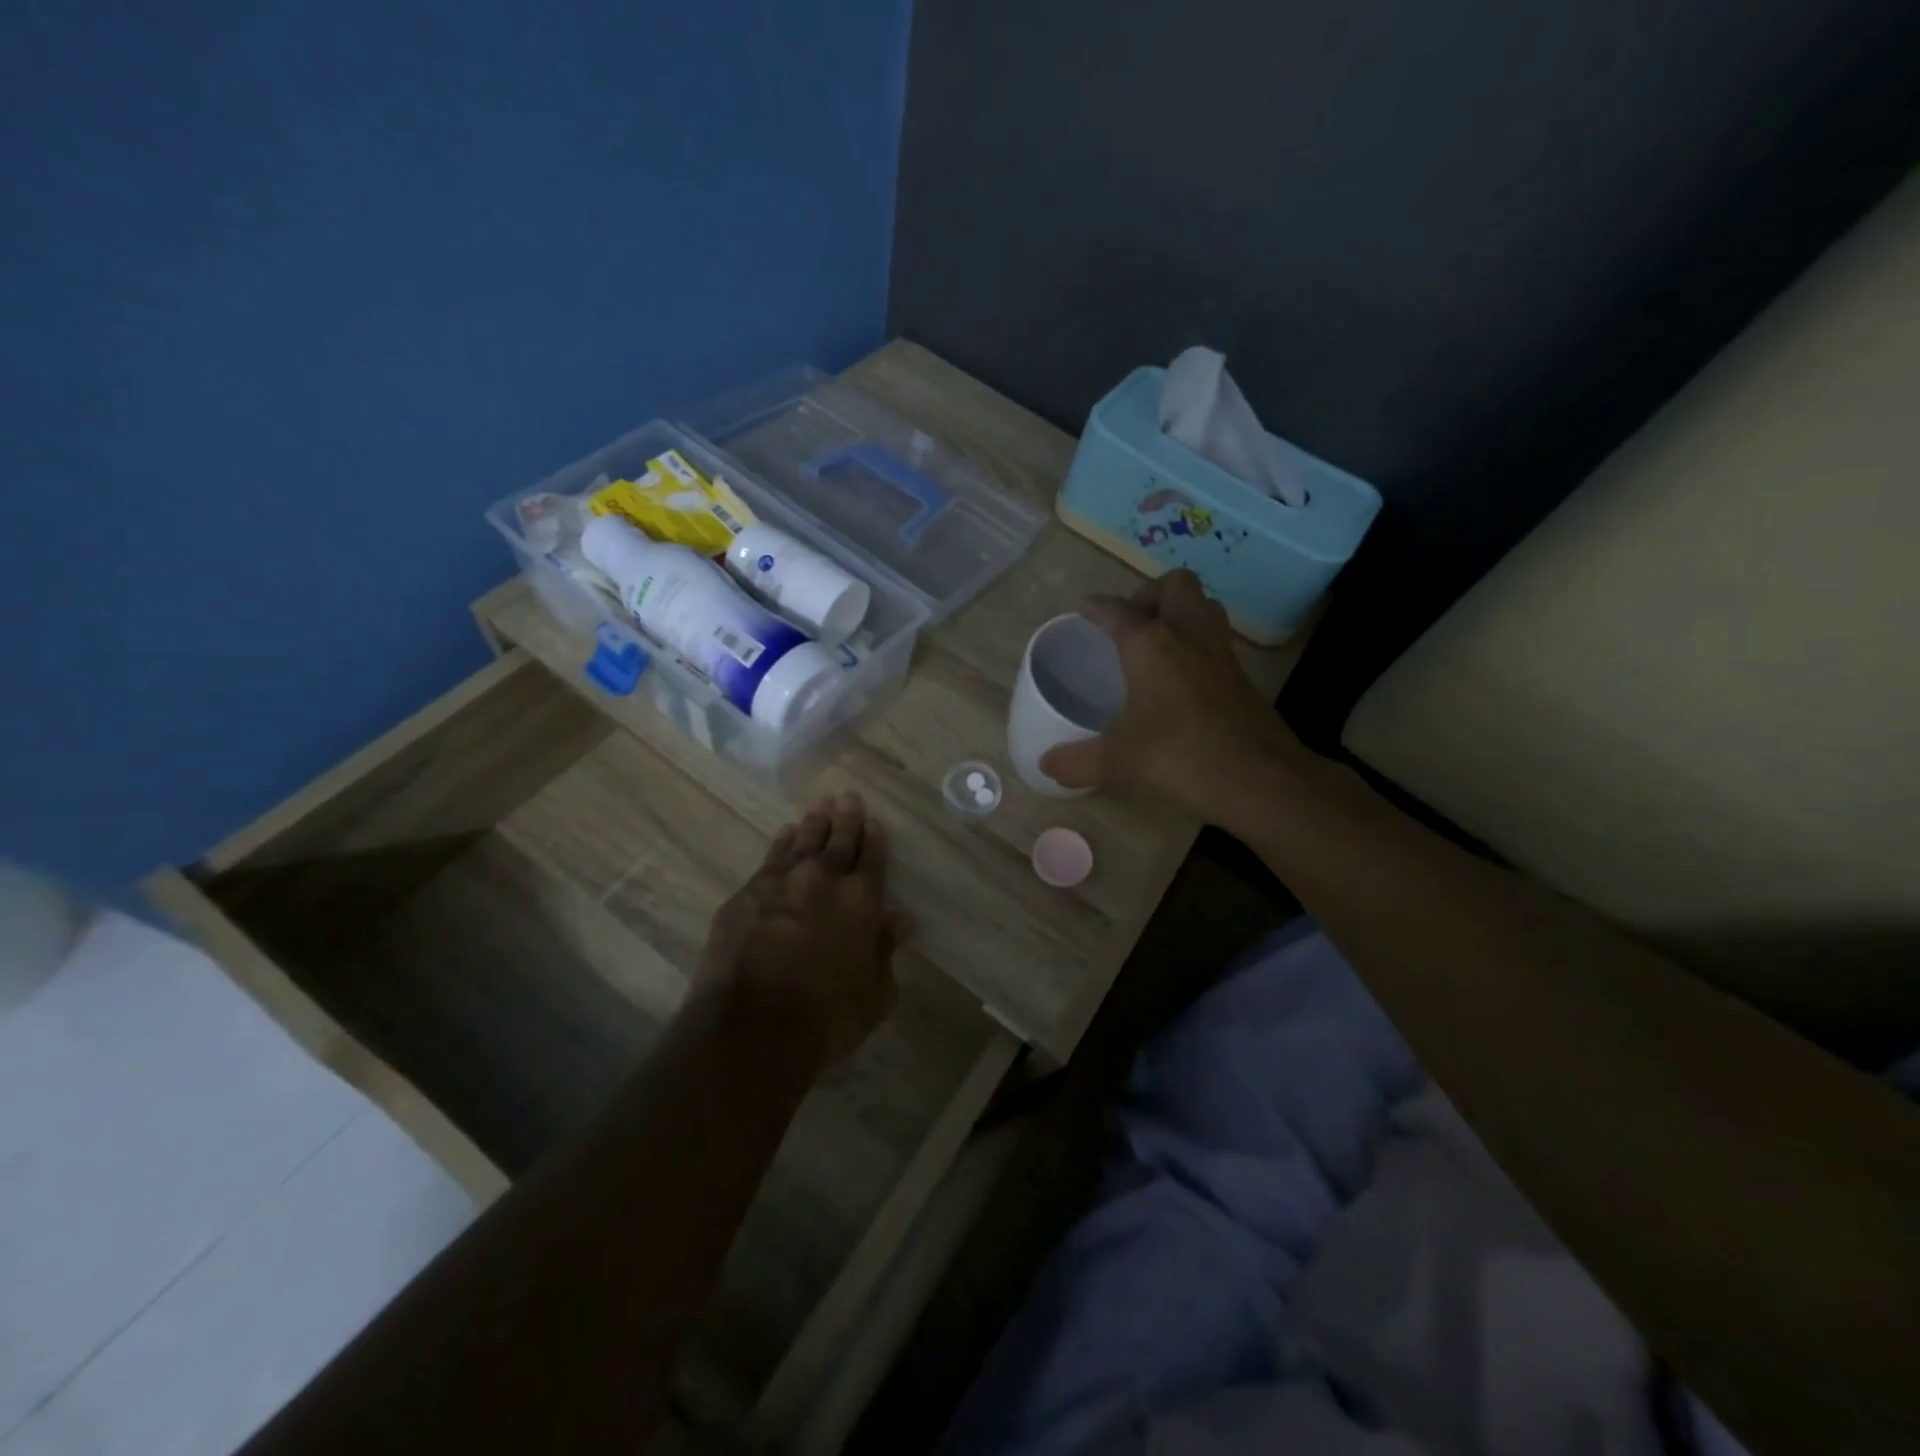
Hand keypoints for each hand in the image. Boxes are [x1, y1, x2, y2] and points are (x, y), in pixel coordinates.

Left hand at [693, 793, 905, 1068]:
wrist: (754, 1027)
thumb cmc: (827, 1017)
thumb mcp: (876, 992)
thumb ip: (886, 949)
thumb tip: (901, 918)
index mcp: (861, 901)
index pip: (872, 859)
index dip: (875, 839)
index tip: (874, 822)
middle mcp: (823, 880)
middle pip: (838, 841)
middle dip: (846, 818)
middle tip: (847, 798)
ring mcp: (781, 883)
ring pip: (802, 842)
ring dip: (813, 824)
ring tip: (819, 807)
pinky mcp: (746, 895)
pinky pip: (770, 858)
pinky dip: (781, 843)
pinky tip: (784, 835)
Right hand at [1039, 570, 1301, 822]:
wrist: (1258, 778)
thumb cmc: (1178, 757)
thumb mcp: (1117, 762)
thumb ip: (1077, 761)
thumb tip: (1045, 764)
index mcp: (1150, 644)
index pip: (1116, 611)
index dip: (1096, 607)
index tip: (1084, 607)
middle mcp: (1187, 635)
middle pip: (1175, 585)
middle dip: (1150, 594)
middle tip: (1132, 623)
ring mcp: (1220, 653)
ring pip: (1204, 606)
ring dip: (1181, 612)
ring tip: (1158, 641)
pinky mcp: (1242, 677)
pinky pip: (1217, 640)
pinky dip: (1197, 644)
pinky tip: (1184, 676)